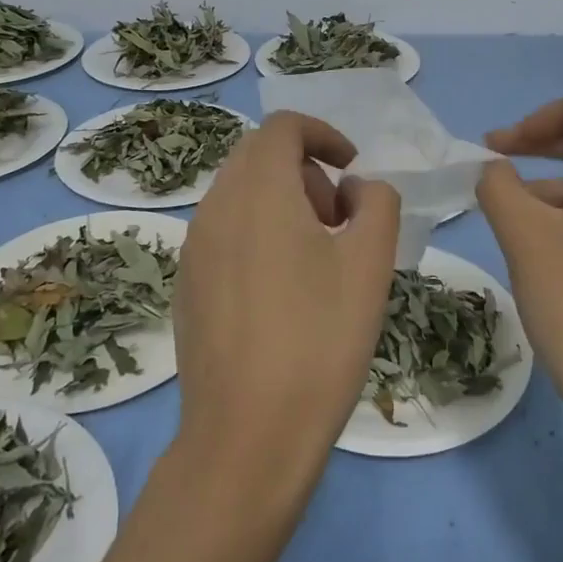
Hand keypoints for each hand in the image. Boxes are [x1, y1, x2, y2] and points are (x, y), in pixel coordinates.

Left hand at [172, 111, 399, 487]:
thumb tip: (354, 190)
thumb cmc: (320, 339)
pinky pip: (224, 230)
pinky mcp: (186, 282)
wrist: (248, 434)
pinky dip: (257, 230)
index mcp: (259, 191)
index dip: (324, 134)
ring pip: (239, 192)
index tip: (352, 169)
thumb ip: (376, 202)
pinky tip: (281, 288)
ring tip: (317, 255)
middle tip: (340, 218)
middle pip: (259, 155)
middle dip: (305, 169)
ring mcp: (193, 246)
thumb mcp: (371, 262)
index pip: (283, 127)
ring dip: (282, 199)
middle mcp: (216, 206)